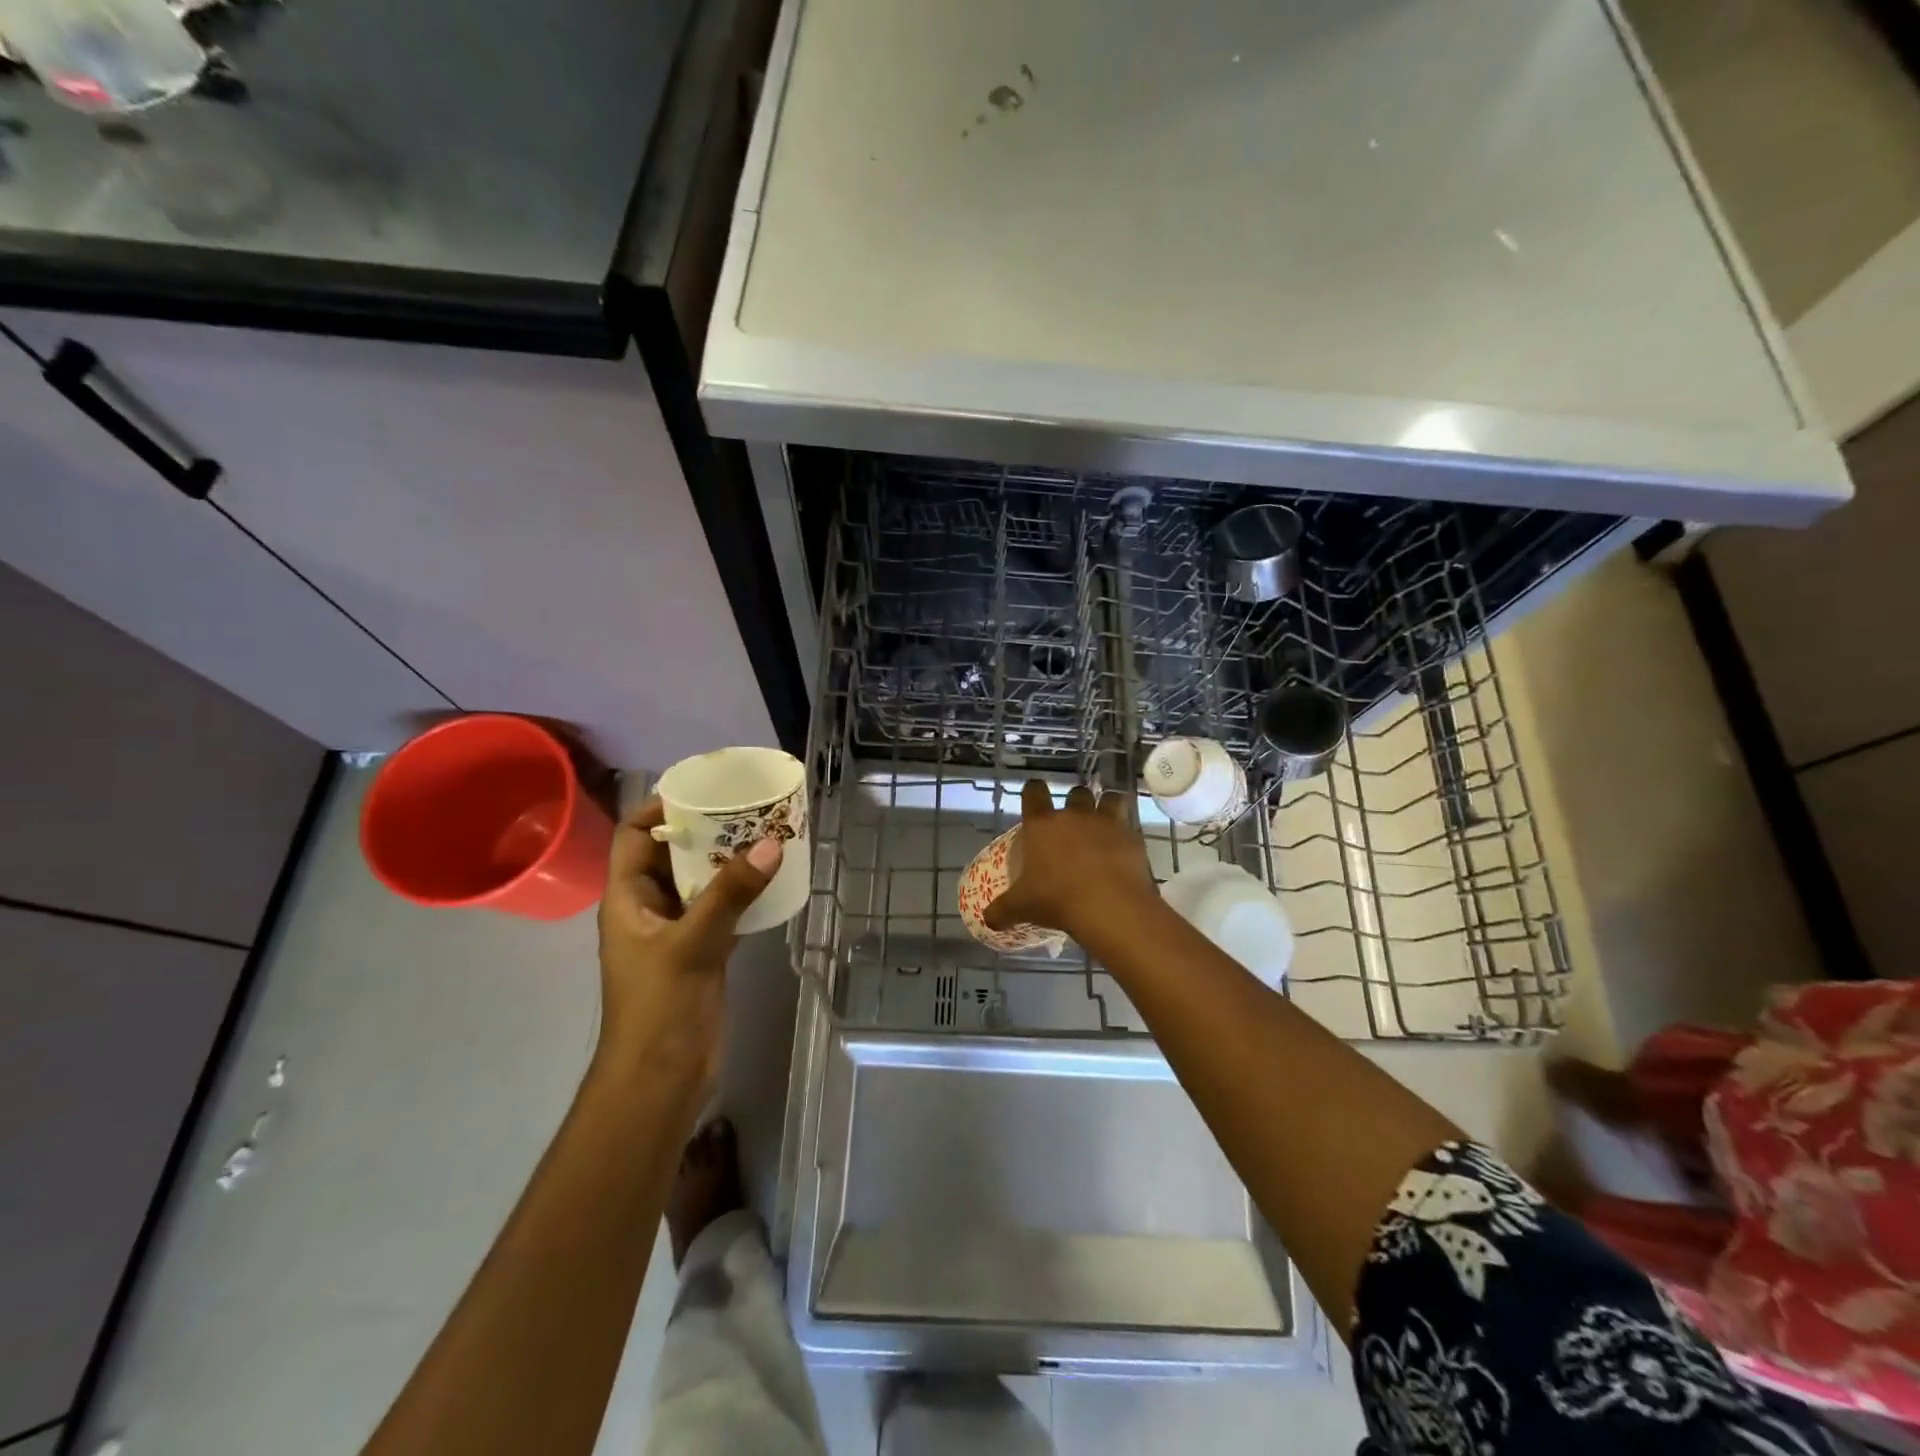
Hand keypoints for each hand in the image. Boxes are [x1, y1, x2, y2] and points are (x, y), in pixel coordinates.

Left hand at [593, 796, 779, 1095]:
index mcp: (627, 900)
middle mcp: (648, 909)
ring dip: (728, 861)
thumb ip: (731, 893)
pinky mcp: (702, 953)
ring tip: (766, 835)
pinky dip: (742, 892)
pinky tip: (772, 880)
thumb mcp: (693, 944)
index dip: (660, 811)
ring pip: (700, 882)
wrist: (661, 1079)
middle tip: (748, 810)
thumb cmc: (659, 1008)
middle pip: (671, 855)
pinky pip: (721, 909)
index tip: (703, 793)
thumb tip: (772, 843)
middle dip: (706, 831)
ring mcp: (676, 932)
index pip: (634, 837)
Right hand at [983, 780, 1156, 943]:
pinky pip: (1130, 826)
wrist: (1110, 906)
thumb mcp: (1023, 907)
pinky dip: (1126, 834)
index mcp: (1043, 824)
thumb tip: (987, 919)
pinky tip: (1123, 851)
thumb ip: (1003, 910)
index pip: (1034, 792)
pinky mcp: (1133, 837)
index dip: (1034, 792)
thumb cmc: (1057, 899)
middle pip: (1076, 792)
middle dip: (1075, 803)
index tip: (1034, 797)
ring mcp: (1106, 823)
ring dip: (1106, 807)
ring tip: (1104, 825)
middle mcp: (1074, 815)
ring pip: (1109, 799)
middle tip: (1072, 824)